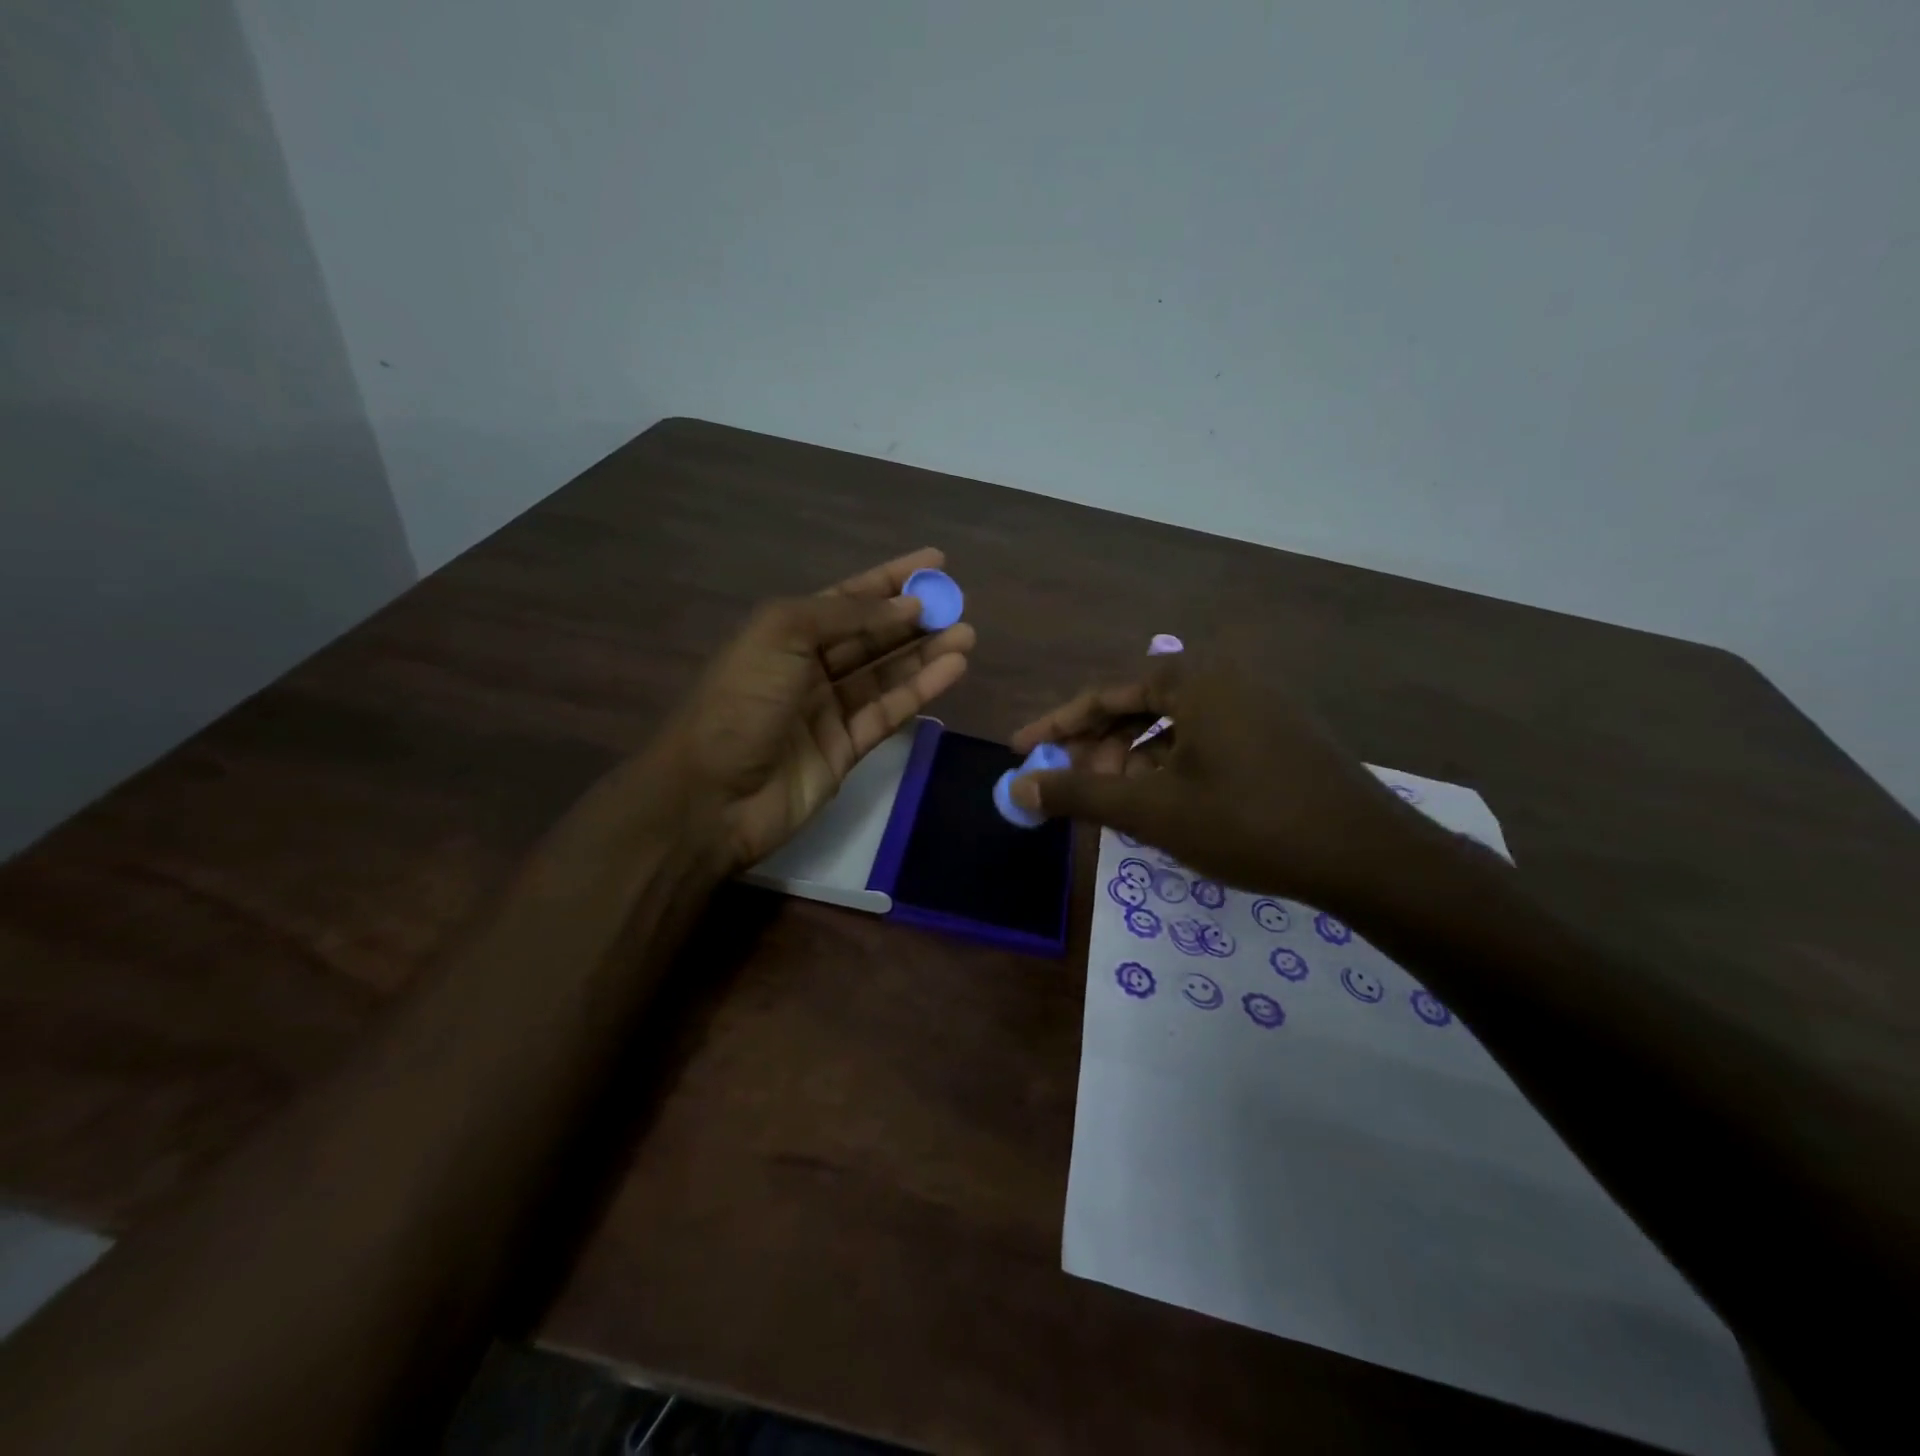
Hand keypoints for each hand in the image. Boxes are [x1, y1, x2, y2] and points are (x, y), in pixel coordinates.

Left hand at [648, 548, 974, 873]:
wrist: (713, 794)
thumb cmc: (742, 701)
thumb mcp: (782, 634)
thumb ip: (846, 615)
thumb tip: (905, 606)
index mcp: (786, 632)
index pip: (848, 598)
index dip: (890, 579)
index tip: (935, 562)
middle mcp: (808, 666)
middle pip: (872, 635)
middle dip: (914, 617)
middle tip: (959, 604)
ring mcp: (828, 709)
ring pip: (886, 673)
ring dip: (926, 652)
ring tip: (966, 634)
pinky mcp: (847, 748)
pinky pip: (889, 711)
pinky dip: (921, 689)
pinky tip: (953, 668)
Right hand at [1009, 655, 1427, 906]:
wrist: (1367, 857)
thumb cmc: (1248, 822)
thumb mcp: (1152, 810)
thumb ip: (1079, 794)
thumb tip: (1015, 789)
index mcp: (1193, 679)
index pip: (1104, 694)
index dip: (1057, 725)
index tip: (1022, 750)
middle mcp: (1225, 678)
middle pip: (1138, 706)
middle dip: (1100, 747)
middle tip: (1075, 787)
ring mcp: (1258, 704)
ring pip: (1173, 726)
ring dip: (1135, 761)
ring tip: (1119, 804)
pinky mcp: (1278, 734)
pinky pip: (1205, 739)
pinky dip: (1173, 767)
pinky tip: (1167, 804)